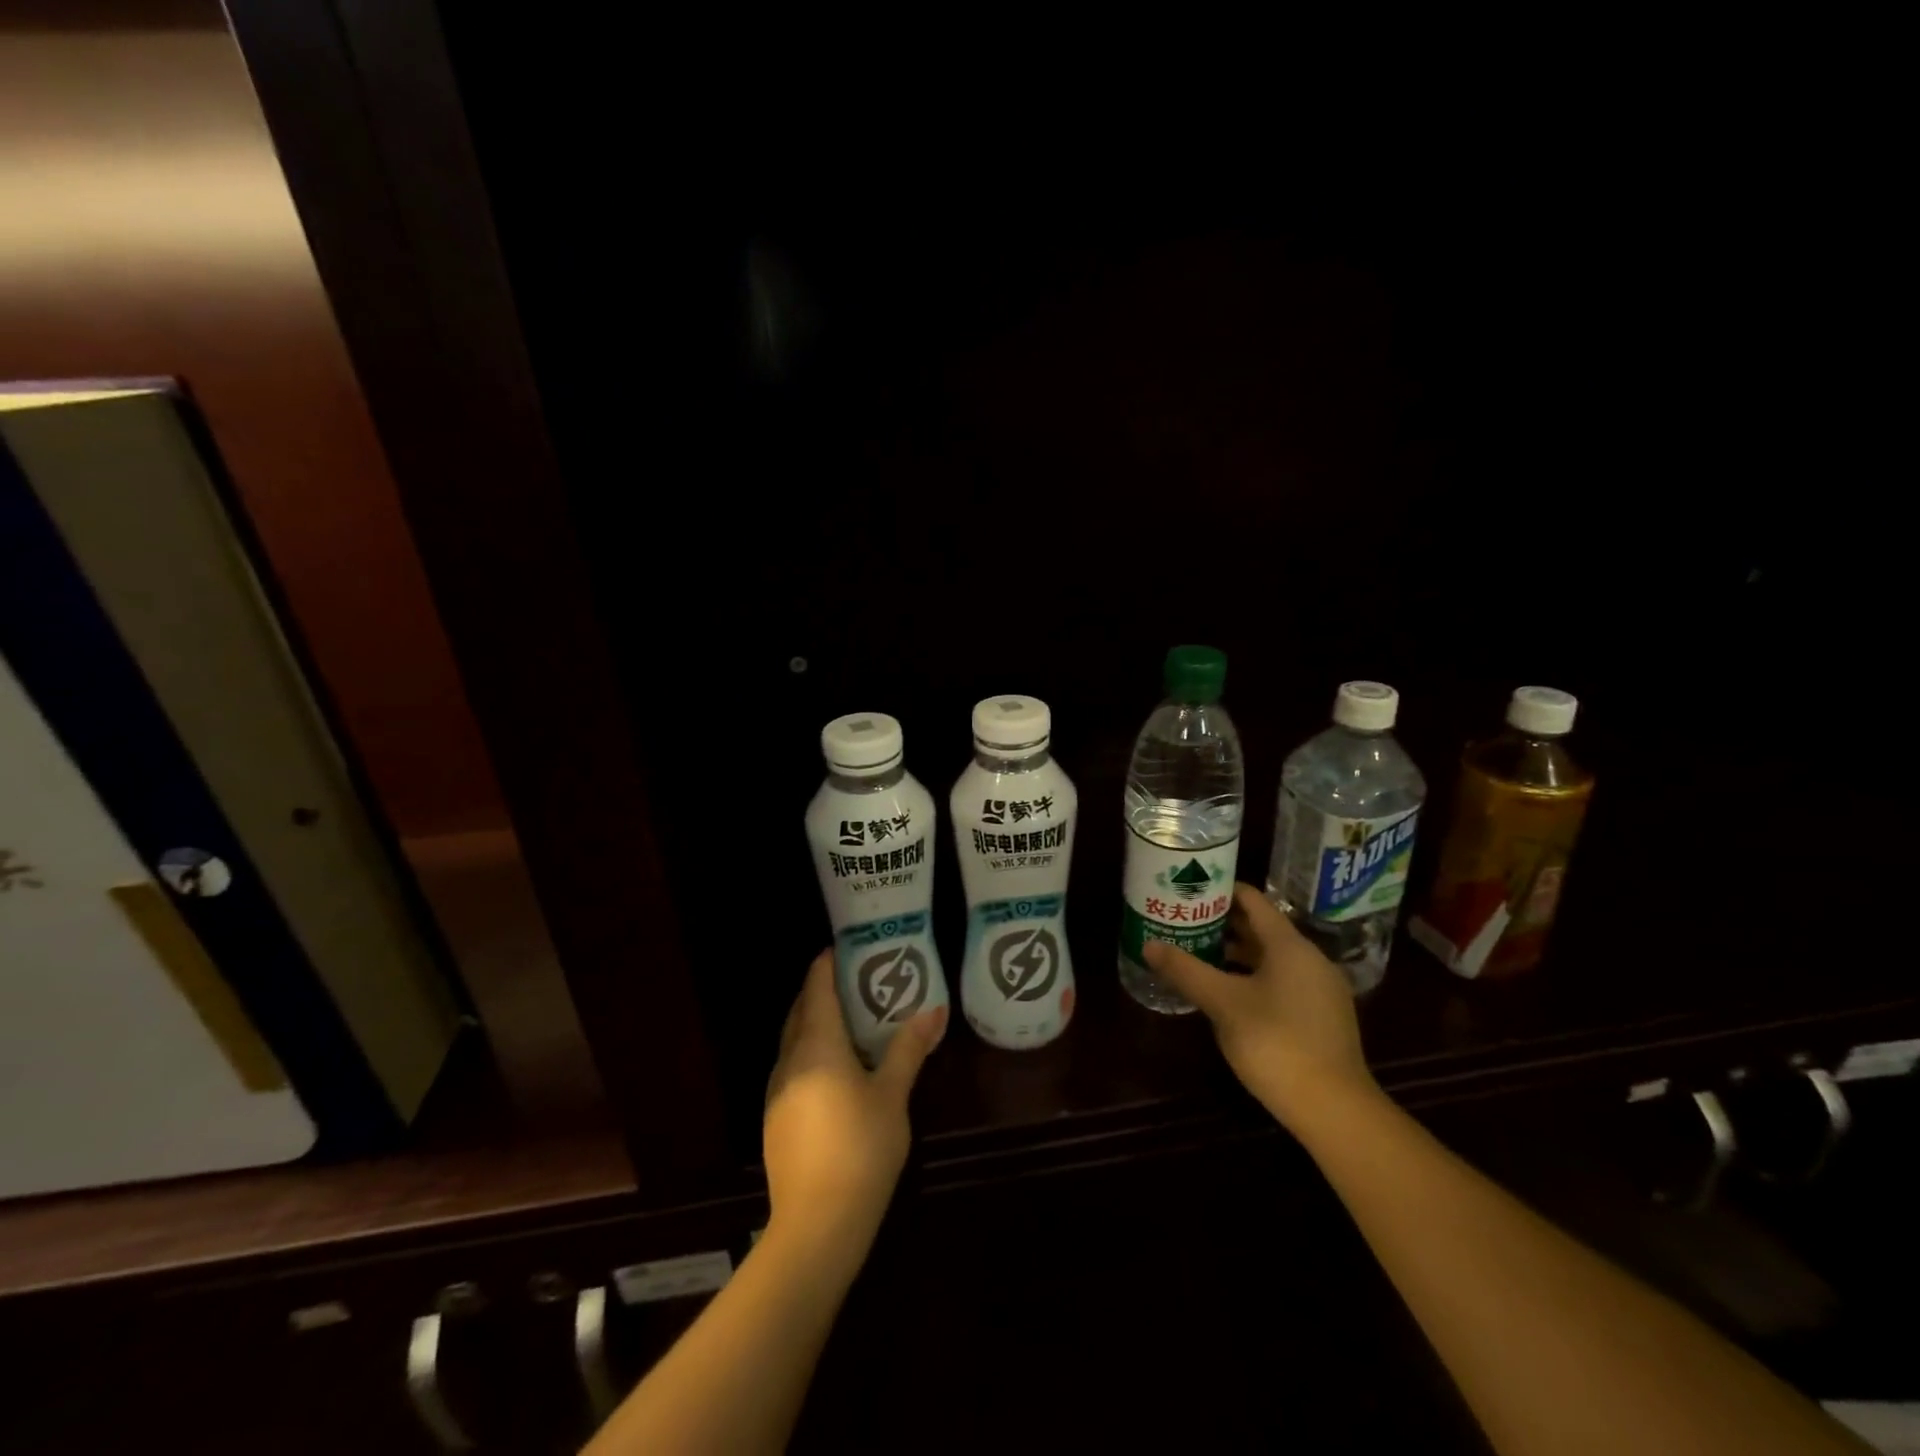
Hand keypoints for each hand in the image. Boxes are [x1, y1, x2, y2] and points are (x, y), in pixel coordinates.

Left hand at [763, 950, 946, 1260]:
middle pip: (800, 1011)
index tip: (844, 948)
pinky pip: (793, 1065)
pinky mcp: (776, 1118)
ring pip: (793, 1040)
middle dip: (821, 990)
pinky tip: (835, 1067)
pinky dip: (811, 1050)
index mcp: (816, 1045)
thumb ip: (909, 1049)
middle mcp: (790, 1060)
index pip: (816, 989)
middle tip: (854, 978)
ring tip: (849, 1017)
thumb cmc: (861, 1148)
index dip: (826, 965)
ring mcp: (777, 1091)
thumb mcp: (892, 1095)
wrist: (817, 1225)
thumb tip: (933, 1009)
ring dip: (815, 1021)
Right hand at [1144, 883, 1379, 1134]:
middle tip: (1185, 920)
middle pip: (1262, 928)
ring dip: (1237, 952)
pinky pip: (1282, 980)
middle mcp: (1310, 959)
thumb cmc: (1276, 1043)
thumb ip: (1186, 970)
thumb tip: (1149, 945)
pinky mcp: (1321, 1016)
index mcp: (1290, 945)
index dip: (1221, 891)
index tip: (1190, 889)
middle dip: (1223, 923)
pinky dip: (1253, 976)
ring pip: (1272, 957)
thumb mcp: (1223, 1004)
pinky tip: (1227, 992)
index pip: (1253, 901)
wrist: (1335, 1109)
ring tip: (1198, 952)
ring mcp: (1320, 989)